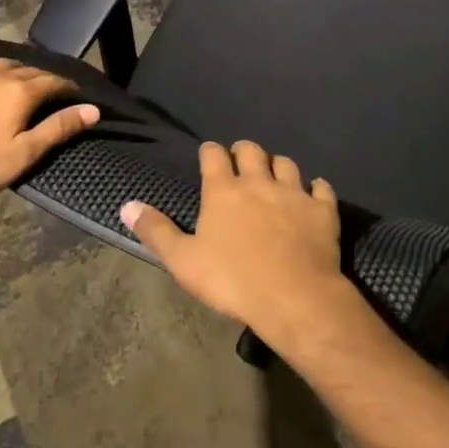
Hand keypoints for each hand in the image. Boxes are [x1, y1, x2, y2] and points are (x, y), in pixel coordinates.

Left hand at [0, 50, 98, 206]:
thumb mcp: (24, 154)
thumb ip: (59, 128)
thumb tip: (93, 109)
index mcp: (22, 92)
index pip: (55, 82)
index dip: (69, 89)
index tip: (77, 98)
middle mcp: (0, 74)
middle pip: (31, 71)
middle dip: (46, 80)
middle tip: (51, 96)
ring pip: (4, 62)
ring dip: (18, 70)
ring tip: (22, 83)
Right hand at [121, 140, 357, 350]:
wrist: (294, 296)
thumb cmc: (232, 280)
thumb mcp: (184, 261)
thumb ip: (156, 231)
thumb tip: (126, 205)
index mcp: (224, 192)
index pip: (214, 156)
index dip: (210, 152)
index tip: (209, 155)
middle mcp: (259, 183)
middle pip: (252, 151)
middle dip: (244, 151)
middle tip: (241, 160)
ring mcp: (294, 193)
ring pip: (287, 164)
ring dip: (278, 165)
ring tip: (274, 174)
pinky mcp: (322, 210)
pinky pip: (321, 188)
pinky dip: (316, 188)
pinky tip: (314, 192)